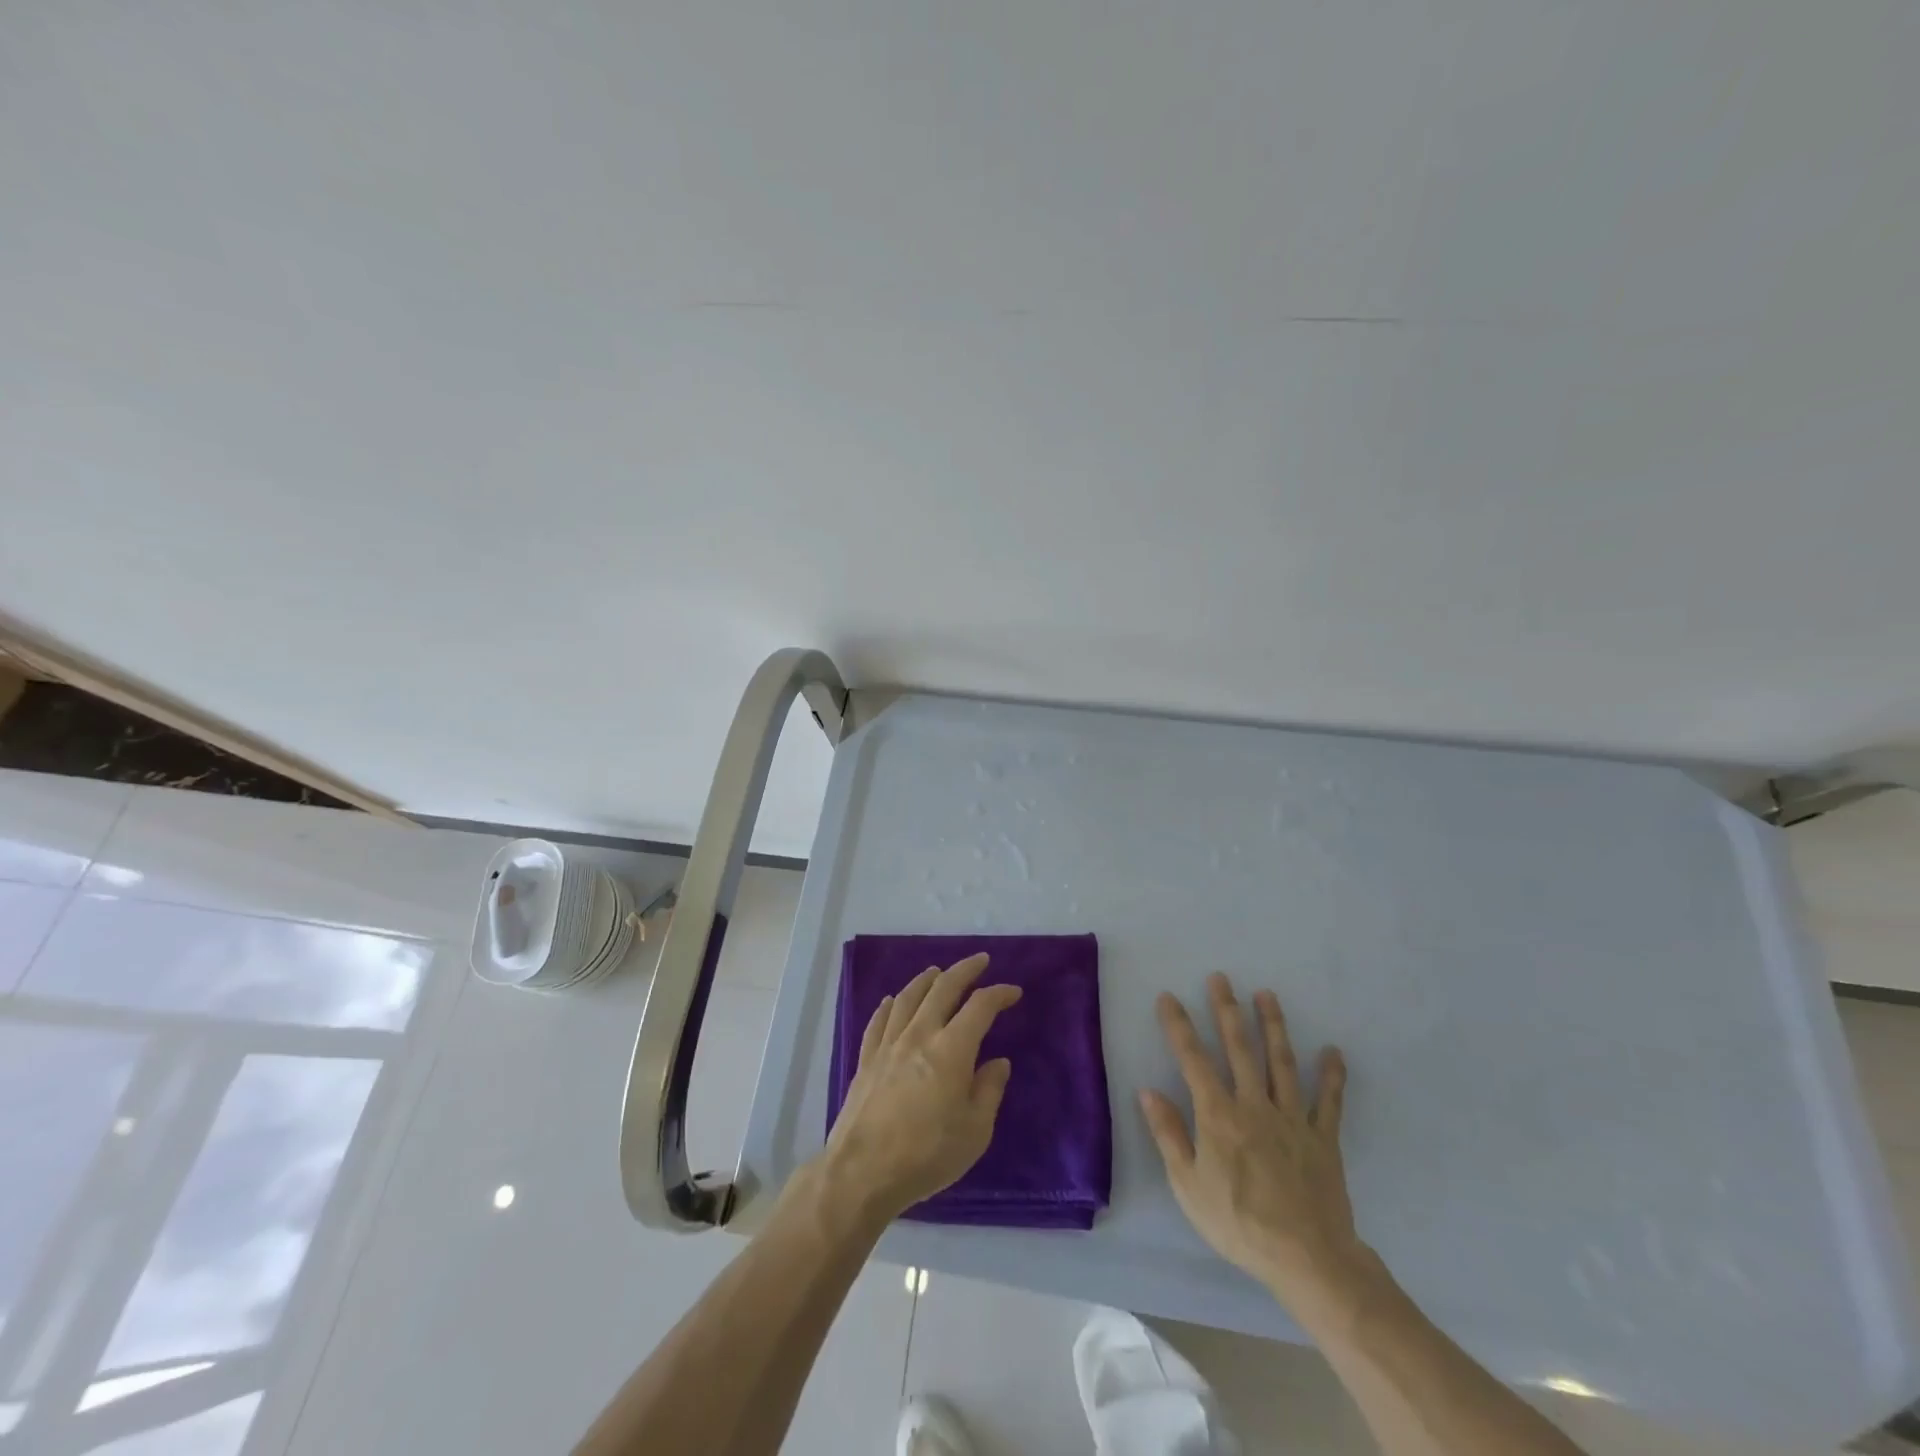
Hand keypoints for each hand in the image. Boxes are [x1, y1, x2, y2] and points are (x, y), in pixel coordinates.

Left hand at [822, 953, 1021, 1219]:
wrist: (862, 1172)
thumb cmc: (927, 1155)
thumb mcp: (975, 1131)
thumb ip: (989, 1091)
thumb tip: (997, 1062)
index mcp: (952, 1049)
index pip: (980, 1007)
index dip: (998, 994)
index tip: (1013, 992)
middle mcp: (920, 1035)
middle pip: (943, 989)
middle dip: (964, 970)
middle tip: (979, 961)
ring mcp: (889, 1044)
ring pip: (909, 998)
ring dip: (926, 980)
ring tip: (936, 972)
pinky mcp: (866, 1059)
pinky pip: (879, 1021)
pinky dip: (890, 1005)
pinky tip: (892, 1001)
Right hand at [1140, 974, 1371, 1318]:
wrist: (1306, 1259)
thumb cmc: (1238, 1223)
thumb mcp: (1188, 1185)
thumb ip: (1169, 1134)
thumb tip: (1148, 1091)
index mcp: (1218, 1115)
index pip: (1193, 1060)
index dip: (1179, 1026)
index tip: (1168, 997)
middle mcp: (1254, 1105)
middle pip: (1239, 1048)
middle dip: (1227, 1010)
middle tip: (1221, 978)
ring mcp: (1291, 1118)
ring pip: (1281, 1062)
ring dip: (1273, 1026)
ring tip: (1267, 995)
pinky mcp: (1322, 1138)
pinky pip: (1328, 1102)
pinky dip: (1331, 1076)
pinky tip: (1333, 1051)